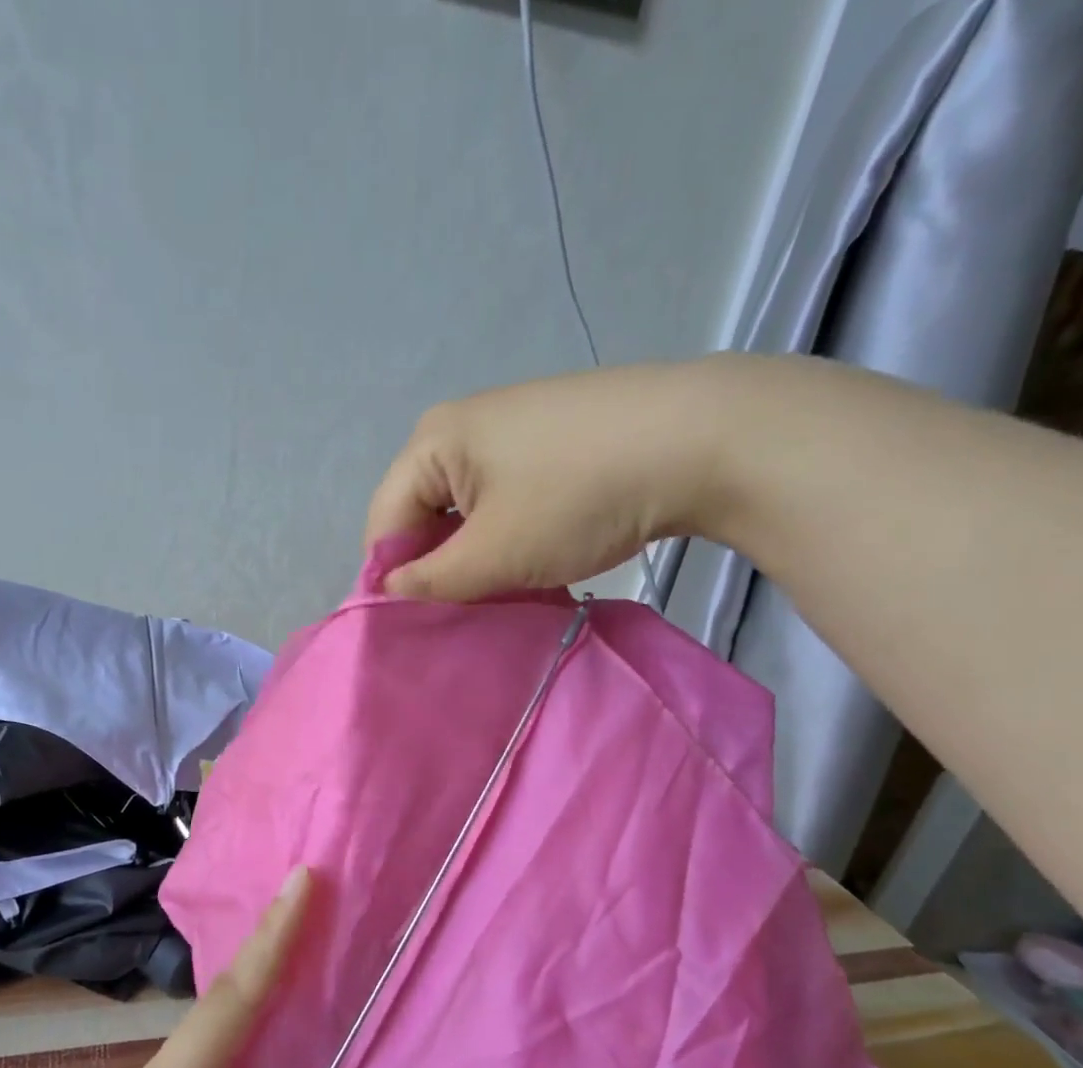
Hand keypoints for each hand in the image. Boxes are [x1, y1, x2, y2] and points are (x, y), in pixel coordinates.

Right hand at [364, 357, 741, 600]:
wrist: (698, 439)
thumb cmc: (576, 498)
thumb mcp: (493, 554)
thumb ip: (430, 581)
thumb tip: (386, 592)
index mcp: (432, 441)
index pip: (384, 522)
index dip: (392, 578)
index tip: (415, 627)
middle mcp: (461, 426)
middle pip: (423, 513)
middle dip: (436, 568)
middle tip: (460, 615)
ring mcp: (509, 428)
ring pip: (466, 511)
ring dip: (474, 557)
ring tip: (500, 593)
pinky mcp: (549, 439)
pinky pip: (503, 498)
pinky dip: (507, 534)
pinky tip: (533, 560)